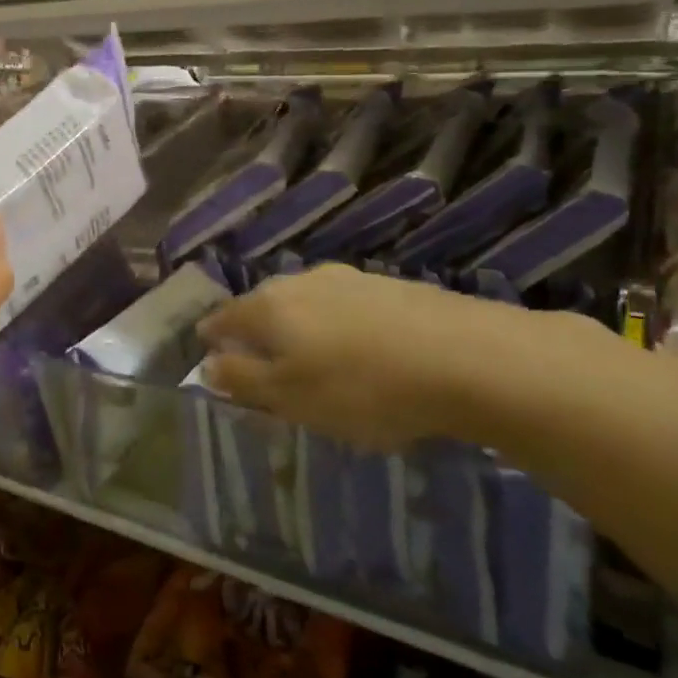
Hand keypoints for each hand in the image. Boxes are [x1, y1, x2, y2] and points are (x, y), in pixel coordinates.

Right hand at [197, 264, 564, 450]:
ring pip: (307, 304)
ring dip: (301, 329)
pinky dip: (341, 328)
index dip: (211, 337)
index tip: (209, 354)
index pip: (223, 318)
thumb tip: (207, 364)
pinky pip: (348, 308)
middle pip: (264, 307)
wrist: (470, 358)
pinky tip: (362, 352)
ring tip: (314, 360)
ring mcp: (349, 279)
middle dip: (257, 333)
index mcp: (268, 307)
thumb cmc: (362, 387)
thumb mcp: (290, 398)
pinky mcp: (392, 287)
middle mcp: (300, 282)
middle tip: (263, 365)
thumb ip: (242, 380)